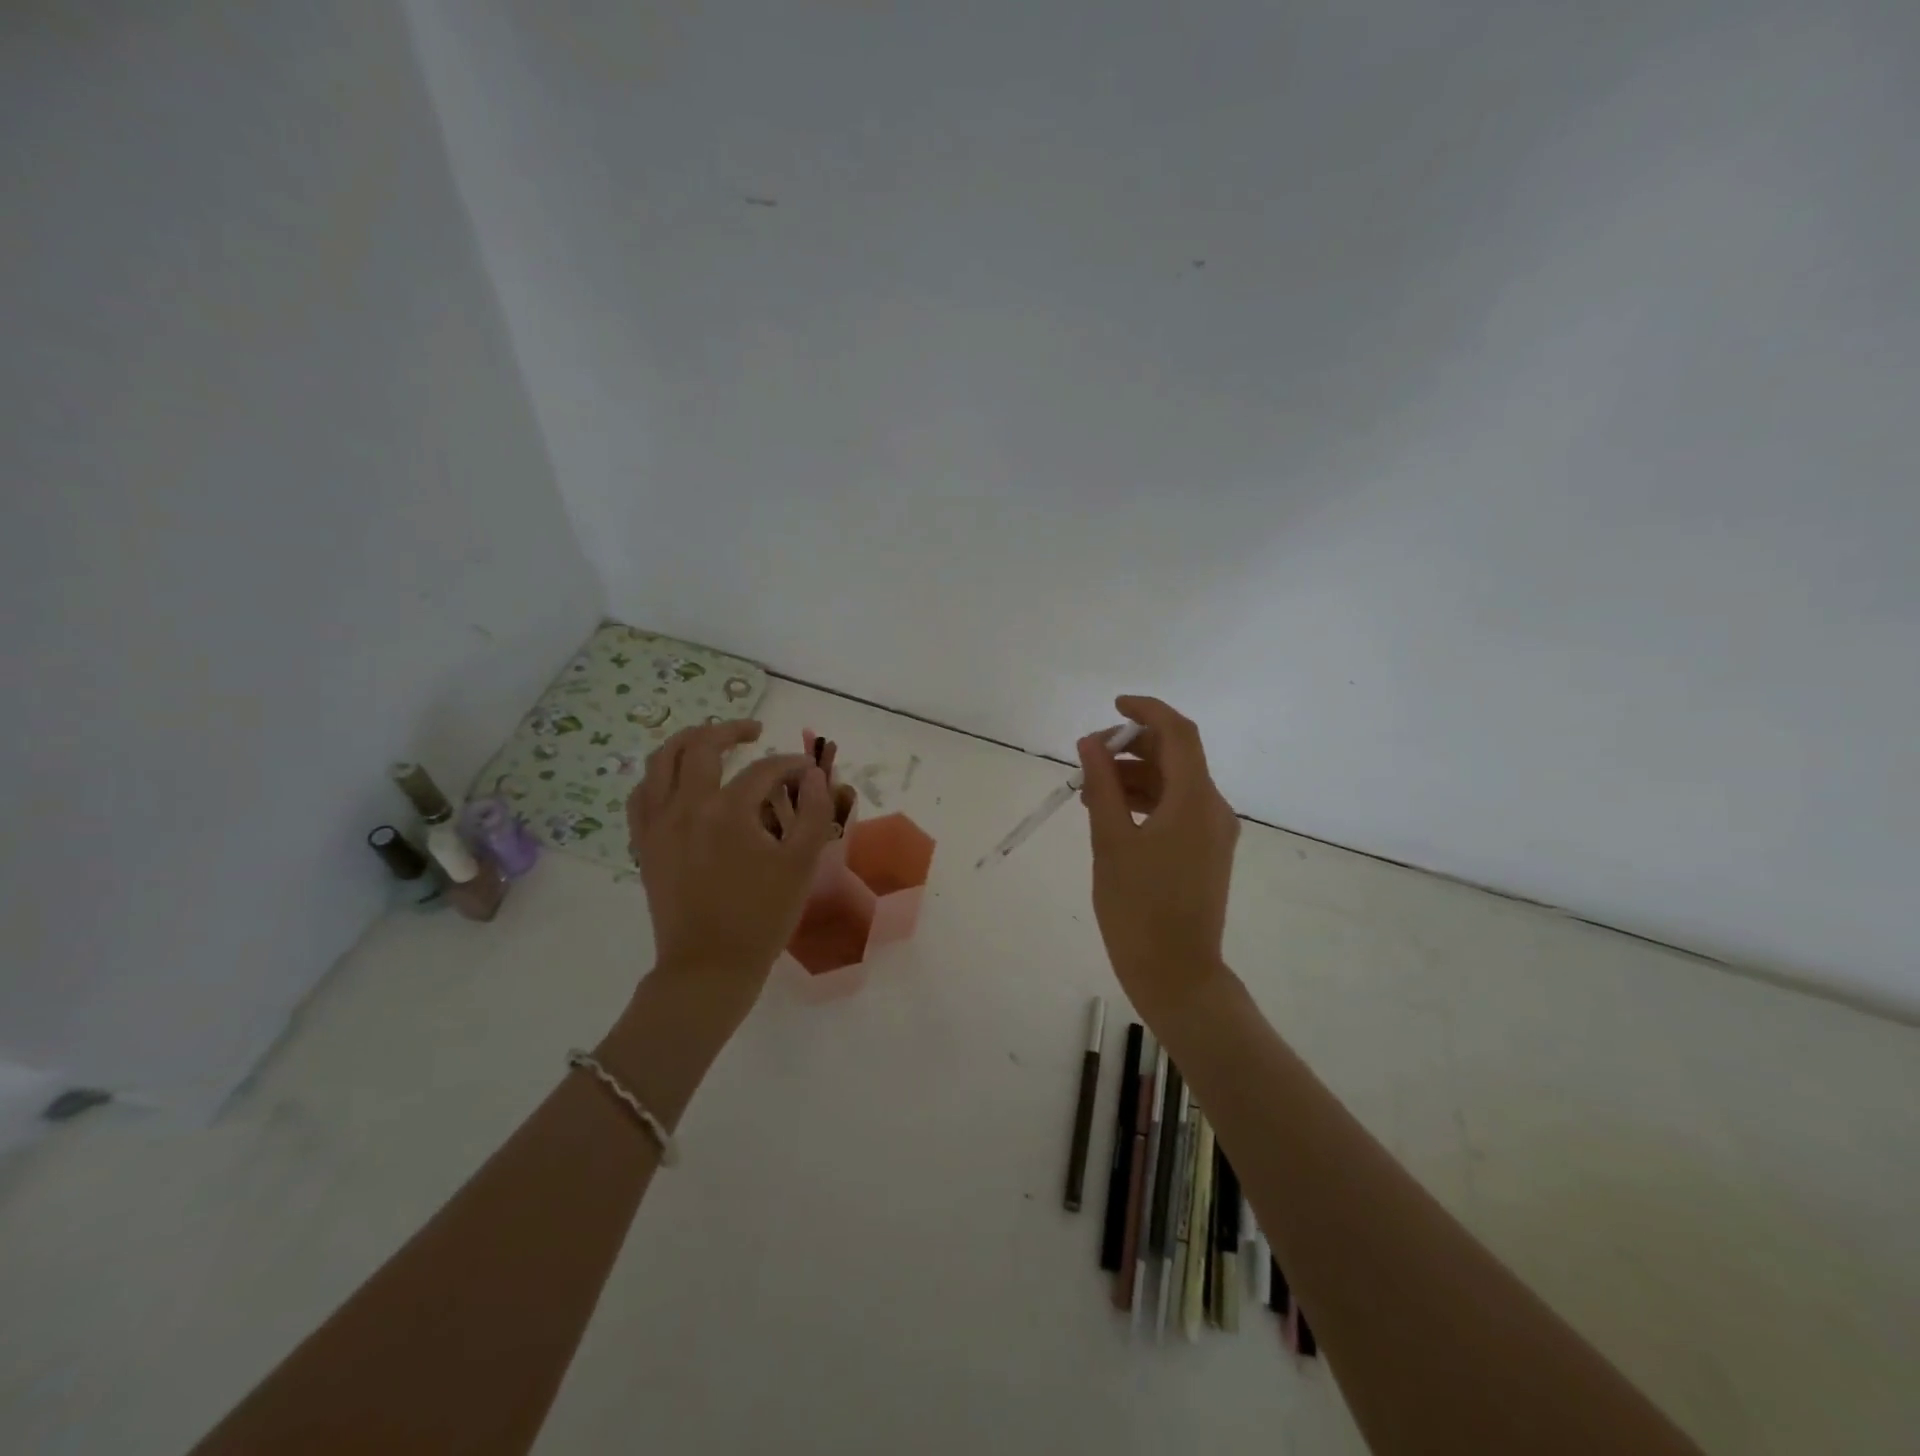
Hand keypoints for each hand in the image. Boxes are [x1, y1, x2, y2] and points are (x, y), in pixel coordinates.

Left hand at [627, 721, 836, 992]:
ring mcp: (657, 825)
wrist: (709, 968)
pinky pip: (641, 795)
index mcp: (726, 810)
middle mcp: (685, 806)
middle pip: (701, 746)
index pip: (763, 769)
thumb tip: (814, 775)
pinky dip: (658, 777)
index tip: (808, 772)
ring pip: (660, 762)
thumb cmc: (762, 916)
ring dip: (687, 741)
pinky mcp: (644, 845)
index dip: (790, 764)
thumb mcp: (802, 864)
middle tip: (755, 731)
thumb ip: (814, 812)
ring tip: (710, 740)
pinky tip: (675, 782)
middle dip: (732, 730)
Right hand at [1077, 697, 1239, 1023]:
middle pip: (1177, 756)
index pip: (1178, 733)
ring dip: (1136, 774)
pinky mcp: (1207, 851)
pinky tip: (1113, 811)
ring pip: (1175, 783)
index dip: (1147, 710)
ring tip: (1090, 789)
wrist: (1177, 974)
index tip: (1113, 706)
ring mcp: (1214, 832)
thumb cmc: (1138, 909)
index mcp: (1195, 801)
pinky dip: (1146, 800)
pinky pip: (1177, 808)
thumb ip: (1101, 785)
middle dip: (1133, 746)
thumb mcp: (1110, 842)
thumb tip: (1090, 743)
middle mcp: (1213, 808)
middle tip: (1089, 756)